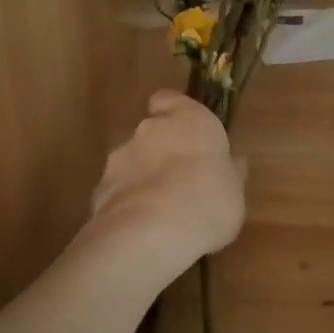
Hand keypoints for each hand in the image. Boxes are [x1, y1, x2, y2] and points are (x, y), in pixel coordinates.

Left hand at [89, 91, 246, 269]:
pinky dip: (126, 203)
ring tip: (160, 211)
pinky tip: (140, 228)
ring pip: (131, 161)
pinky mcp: (99, 188)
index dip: (174, 113)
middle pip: (151, 131)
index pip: (170, 99)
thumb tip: (234, 162)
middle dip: (161, 151)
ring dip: (142, 177)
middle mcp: (150, 130)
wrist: (151, 233)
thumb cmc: (209, 200)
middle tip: (180, 180)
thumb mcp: (234, 190)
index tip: (186, 132)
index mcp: (188, 120)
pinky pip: (117, 190)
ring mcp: (119, 158)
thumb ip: (229, 172)